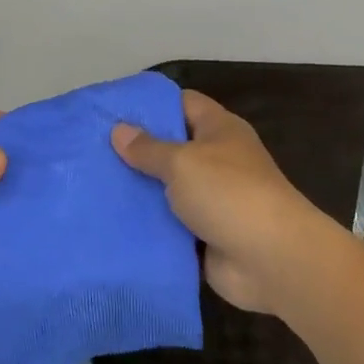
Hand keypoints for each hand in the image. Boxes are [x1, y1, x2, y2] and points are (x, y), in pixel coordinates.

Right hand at [112, 91, 329, 313]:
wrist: (271, 260)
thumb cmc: (229, 193)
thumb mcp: (182, 162)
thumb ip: (148, 148)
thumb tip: (119, 130)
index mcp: (219, 130)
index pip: (182, 104)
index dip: (150, 104)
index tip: (111, 110)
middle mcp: (216, 160)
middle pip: (171, 148)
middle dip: (135, 151)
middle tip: (91, 151)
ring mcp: (211, 200)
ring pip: (166, 190)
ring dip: (138, 192)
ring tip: (93, 186)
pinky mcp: (204, 236)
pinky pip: (169, 226)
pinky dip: (147, 227)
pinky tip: (110, 223)